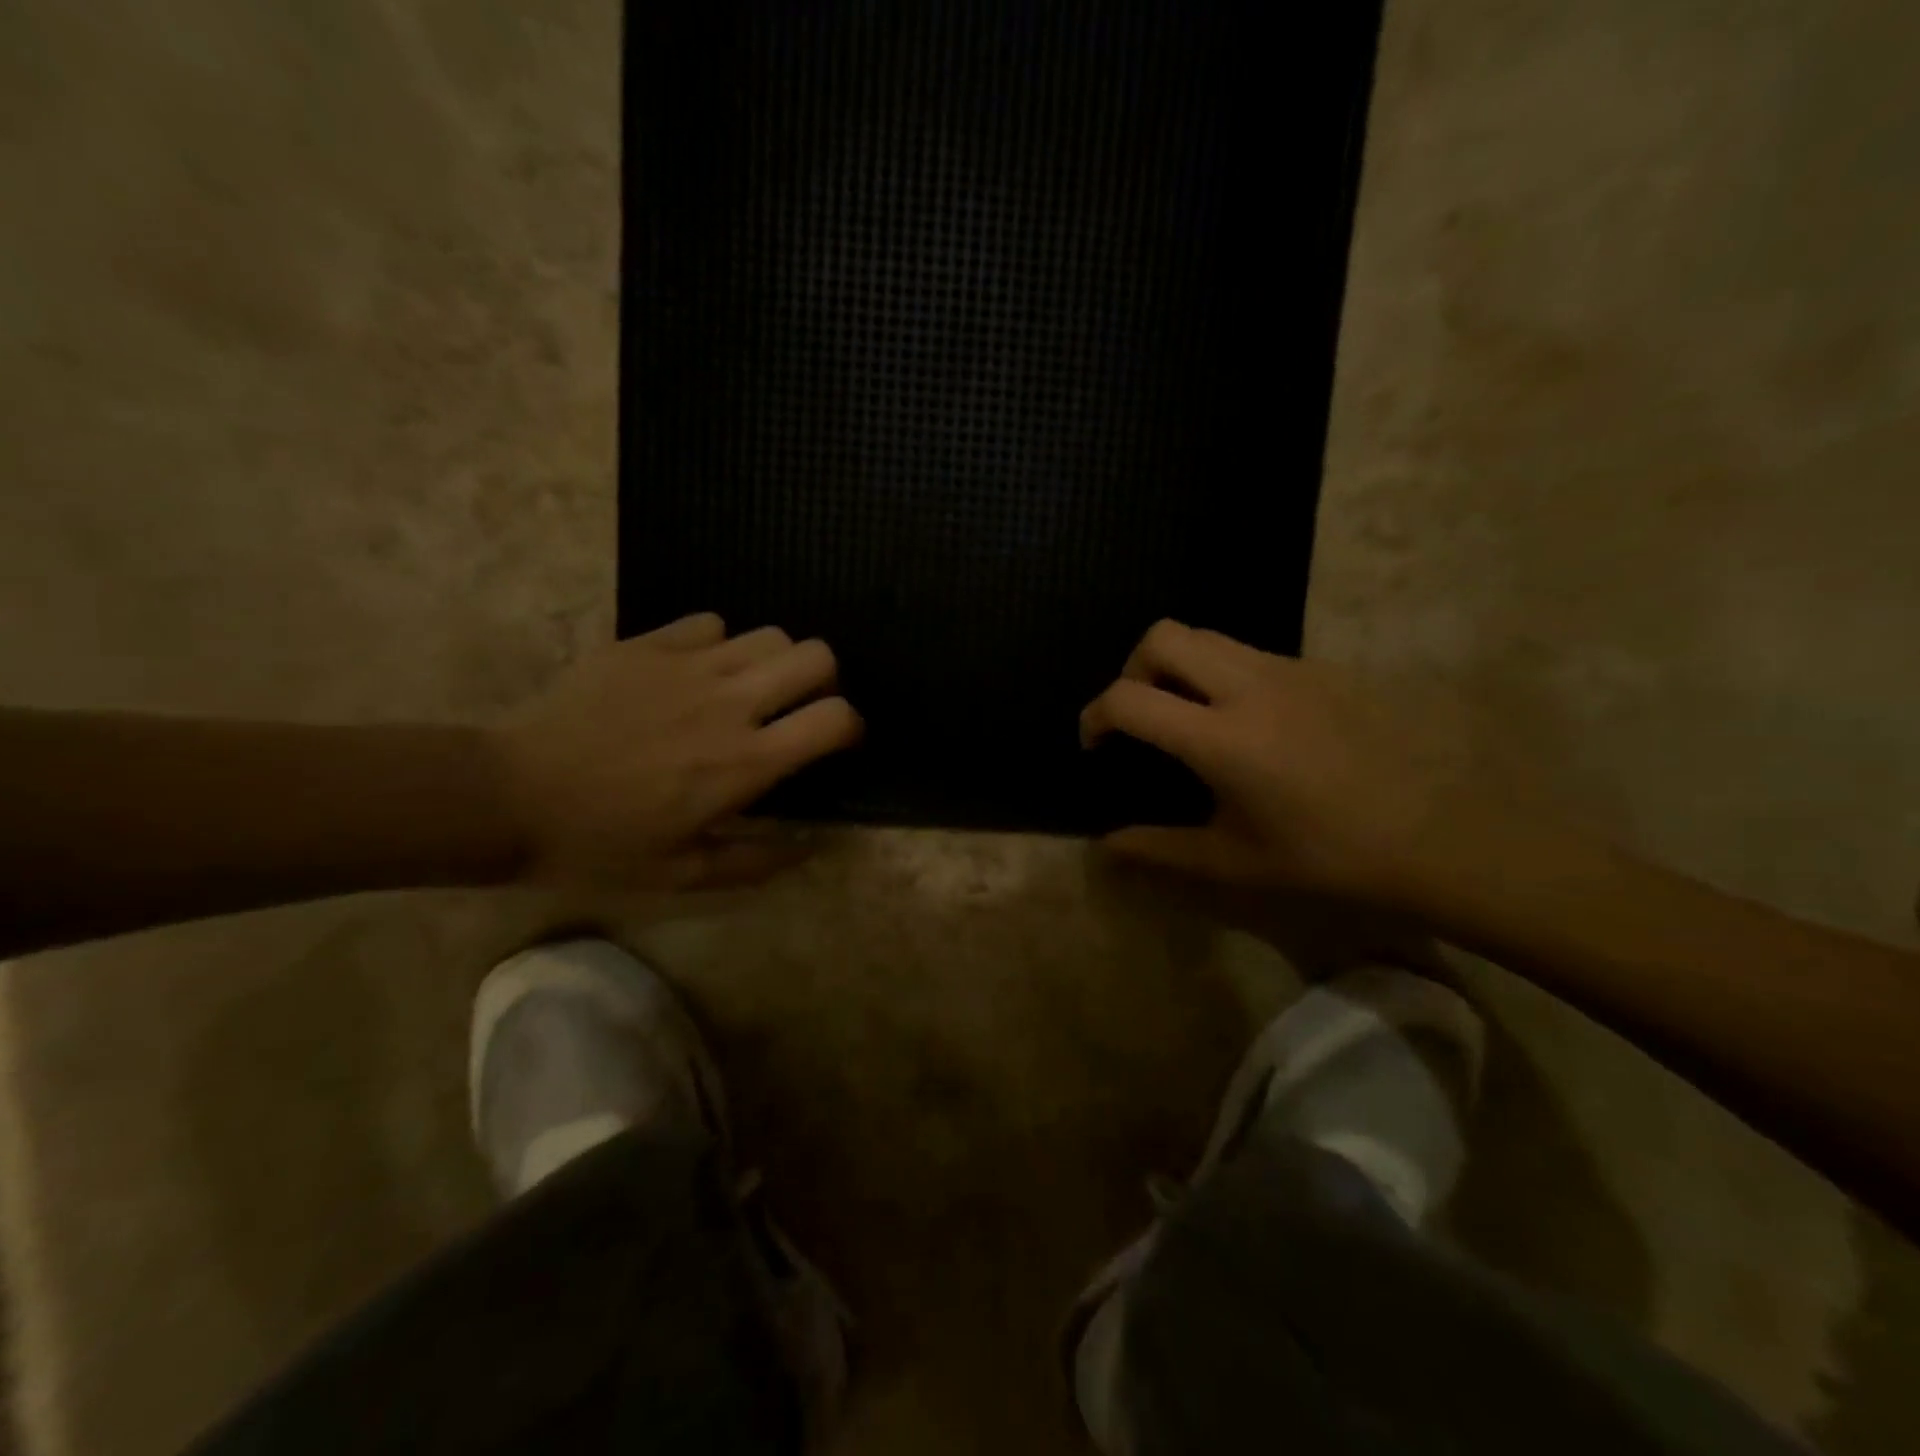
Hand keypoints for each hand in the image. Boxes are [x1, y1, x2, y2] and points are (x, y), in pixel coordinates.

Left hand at [488, 613, 860, 888]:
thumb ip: (757, 861)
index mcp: (746, 762)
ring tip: (745, 688)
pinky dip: (718, 645)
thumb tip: (812, 846)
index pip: (835, 718)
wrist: (509, 796)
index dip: (849, 726)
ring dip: (772, 661)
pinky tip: (693, 673)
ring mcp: (688, 665)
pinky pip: (710, 623)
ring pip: (769, 633)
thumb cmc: (601, 844)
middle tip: (793, 706)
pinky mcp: (647, 643)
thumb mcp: (683, 875)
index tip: (833, 741)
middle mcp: (731, 703)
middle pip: (816, 655)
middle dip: (821, 679)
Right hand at [1081, 620, 1478, 905]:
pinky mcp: (1323, 669)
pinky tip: (1251, 725)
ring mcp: (1290, 670)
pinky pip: (1252, 653)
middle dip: (1132, 669)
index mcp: (1221, 737)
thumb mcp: (1235, 862)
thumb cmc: (1330, 856)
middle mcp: (1249, 686)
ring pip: (1208, 637)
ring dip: (1179, 666)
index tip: (1096, 744)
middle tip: (1141, 716)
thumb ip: (1160, 848)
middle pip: (1163, 637)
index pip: (1130, 699)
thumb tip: (1106, 846)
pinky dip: (1224, 675)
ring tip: (1189, 717)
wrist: (1441, 836)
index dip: (1095, 716)